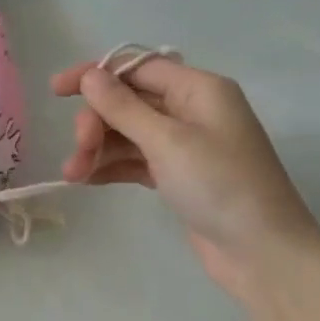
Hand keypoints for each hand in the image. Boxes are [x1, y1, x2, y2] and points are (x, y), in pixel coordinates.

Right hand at [51, 56, 319, 295]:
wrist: (262, 253)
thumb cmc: (220, 185)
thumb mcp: (167, 141)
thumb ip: (123, 107)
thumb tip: (90, 75)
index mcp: (199, 89)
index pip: (137, 67)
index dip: (95, 75)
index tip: (56, 91)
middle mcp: (192, 109)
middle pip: (128, 101)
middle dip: (97, 122)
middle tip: (79, 150)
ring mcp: (185, 144)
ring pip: (128, 133)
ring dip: (98, 149)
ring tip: (73, 175)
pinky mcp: (178, 175)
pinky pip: (136, 159)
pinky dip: (112, 166)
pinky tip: (88, 180)